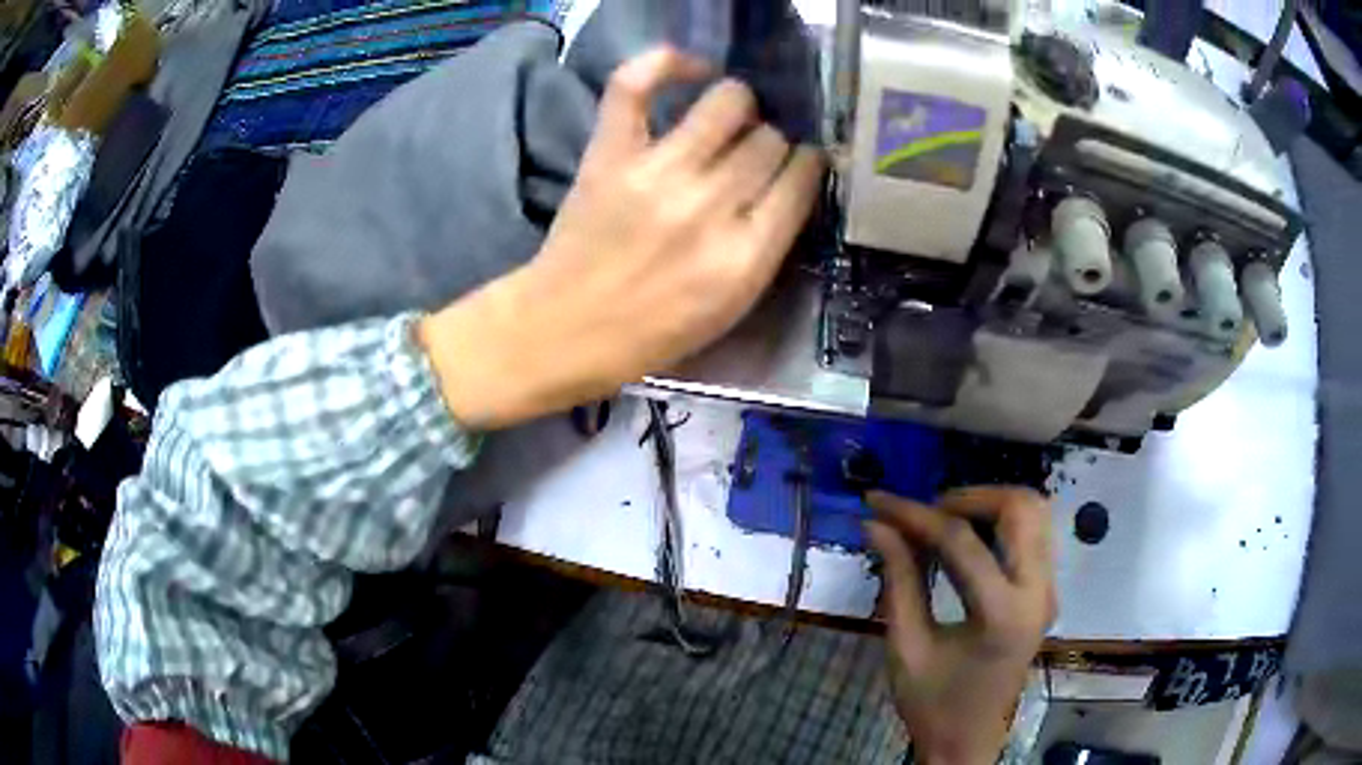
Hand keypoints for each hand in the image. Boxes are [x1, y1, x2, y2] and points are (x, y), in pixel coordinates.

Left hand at [418, 47, 824, 429]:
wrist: (568, 328)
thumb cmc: (655, 330)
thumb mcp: (733, 306)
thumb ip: (769, 243)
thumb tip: (788, 179)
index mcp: (746, 255)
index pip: (802, 177)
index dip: (806, 163)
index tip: (797, 162)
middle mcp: (709, 206)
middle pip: (769, 139)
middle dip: (769, 141)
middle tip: (749, 153)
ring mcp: (656, 173)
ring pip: (727, 102)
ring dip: (737, 104)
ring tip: (725, 118)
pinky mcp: (610, 153)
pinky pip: (638, 84)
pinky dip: (666, 63)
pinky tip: (689, 70)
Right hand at [865, 488, 1055, 764]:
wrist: (969, 741)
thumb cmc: (932, 704)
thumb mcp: (906, 646)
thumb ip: (898, 579)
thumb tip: (877, 525)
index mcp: (1002, 615)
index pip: (961, 542)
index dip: (915, 515)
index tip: (879, 500)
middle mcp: (1038, 592)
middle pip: (1020, 507)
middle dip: (968, 497)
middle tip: (925, 512)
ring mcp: (1049, 590)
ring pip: (1035, 512)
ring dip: (989, 504)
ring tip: (944, 520)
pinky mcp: (1047, 592)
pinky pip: (1035, 533)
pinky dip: (1002, 521)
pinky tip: (969, 538)